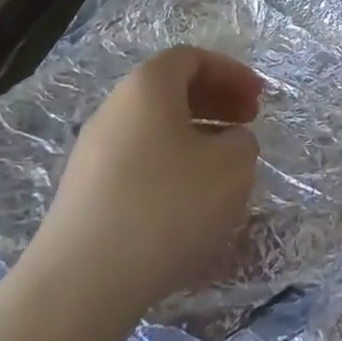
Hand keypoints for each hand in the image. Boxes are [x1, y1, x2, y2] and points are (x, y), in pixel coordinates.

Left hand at [28, 46, 261, 319]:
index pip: (191, 58)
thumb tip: (227, 143)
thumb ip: (242, 142)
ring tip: (223, 167)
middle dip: (215, 101)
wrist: (83, 282)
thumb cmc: (167, 207)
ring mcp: (93, 152)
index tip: (258, 99)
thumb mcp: (232, 167)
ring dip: (195, 135)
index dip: (231, 72)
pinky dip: (170, 166)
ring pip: (154, 128)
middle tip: (248, 124)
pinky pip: (138, 161)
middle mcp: (114, 109)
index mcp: (147, 87)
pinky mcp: (85, 192)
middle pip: (170, 90)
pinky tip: (188, 204)